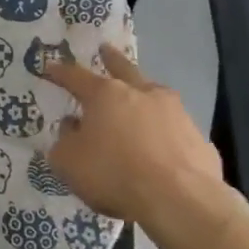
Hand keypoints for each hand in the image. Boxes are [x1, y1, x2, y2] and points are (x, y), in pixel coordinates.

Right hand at [37, 48, 229, 222]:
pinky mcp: (198, 138)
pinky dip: (165, 132)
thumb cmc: (115, 174)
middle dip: (111, 59)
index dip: (60, 72)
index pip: (76, 76)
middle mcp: (141, 93)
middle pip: (123, 69)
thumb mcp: (69, 162)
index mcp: (105, 95)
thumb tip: (71, 127)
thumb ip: (64, 141)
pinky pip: (174, 129)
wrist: (181, 200)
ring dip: (143, 94)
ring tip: (138, 98)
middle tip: (105, 48)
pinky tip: (163, 146)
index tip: (50, 66)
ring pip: (154, 95)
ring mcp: (175, 113)